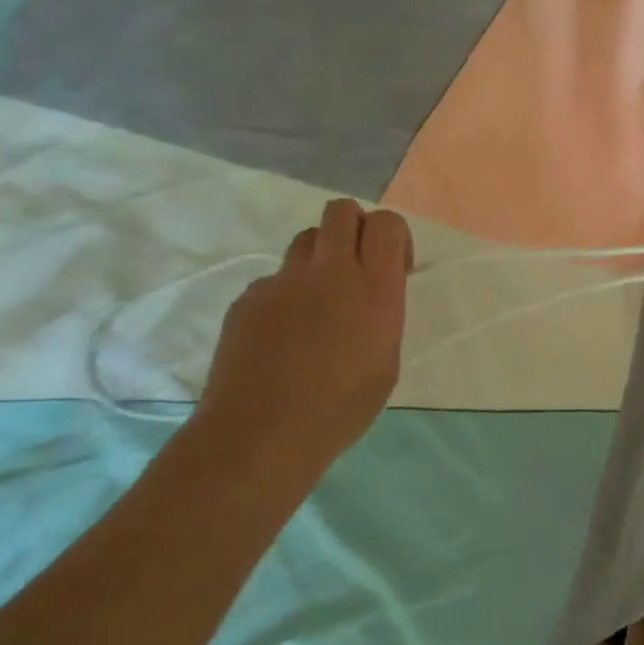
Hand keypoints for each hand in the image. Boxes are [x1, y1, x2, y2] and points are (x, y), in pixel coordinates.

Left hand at [192, 199, 413, 478]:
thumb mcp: (386, 361)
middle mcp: (330, 271)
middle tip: (357, 267)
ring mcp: (283, 282)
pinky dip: (285, 296)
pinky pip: (274, 280)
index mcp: (375, 287)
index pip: (386, 223)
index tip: (395, 268)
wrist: (262, 433)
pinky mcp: (248, 299)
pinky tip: (282, 338)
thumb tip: (368, 301)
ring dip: (319, 257)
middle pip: (341, 211)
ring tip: (319, 302)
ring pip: (305, 240)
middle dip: (354, 227)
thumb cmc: (342, 407)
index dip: (393, 236)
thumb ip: (382, 316)